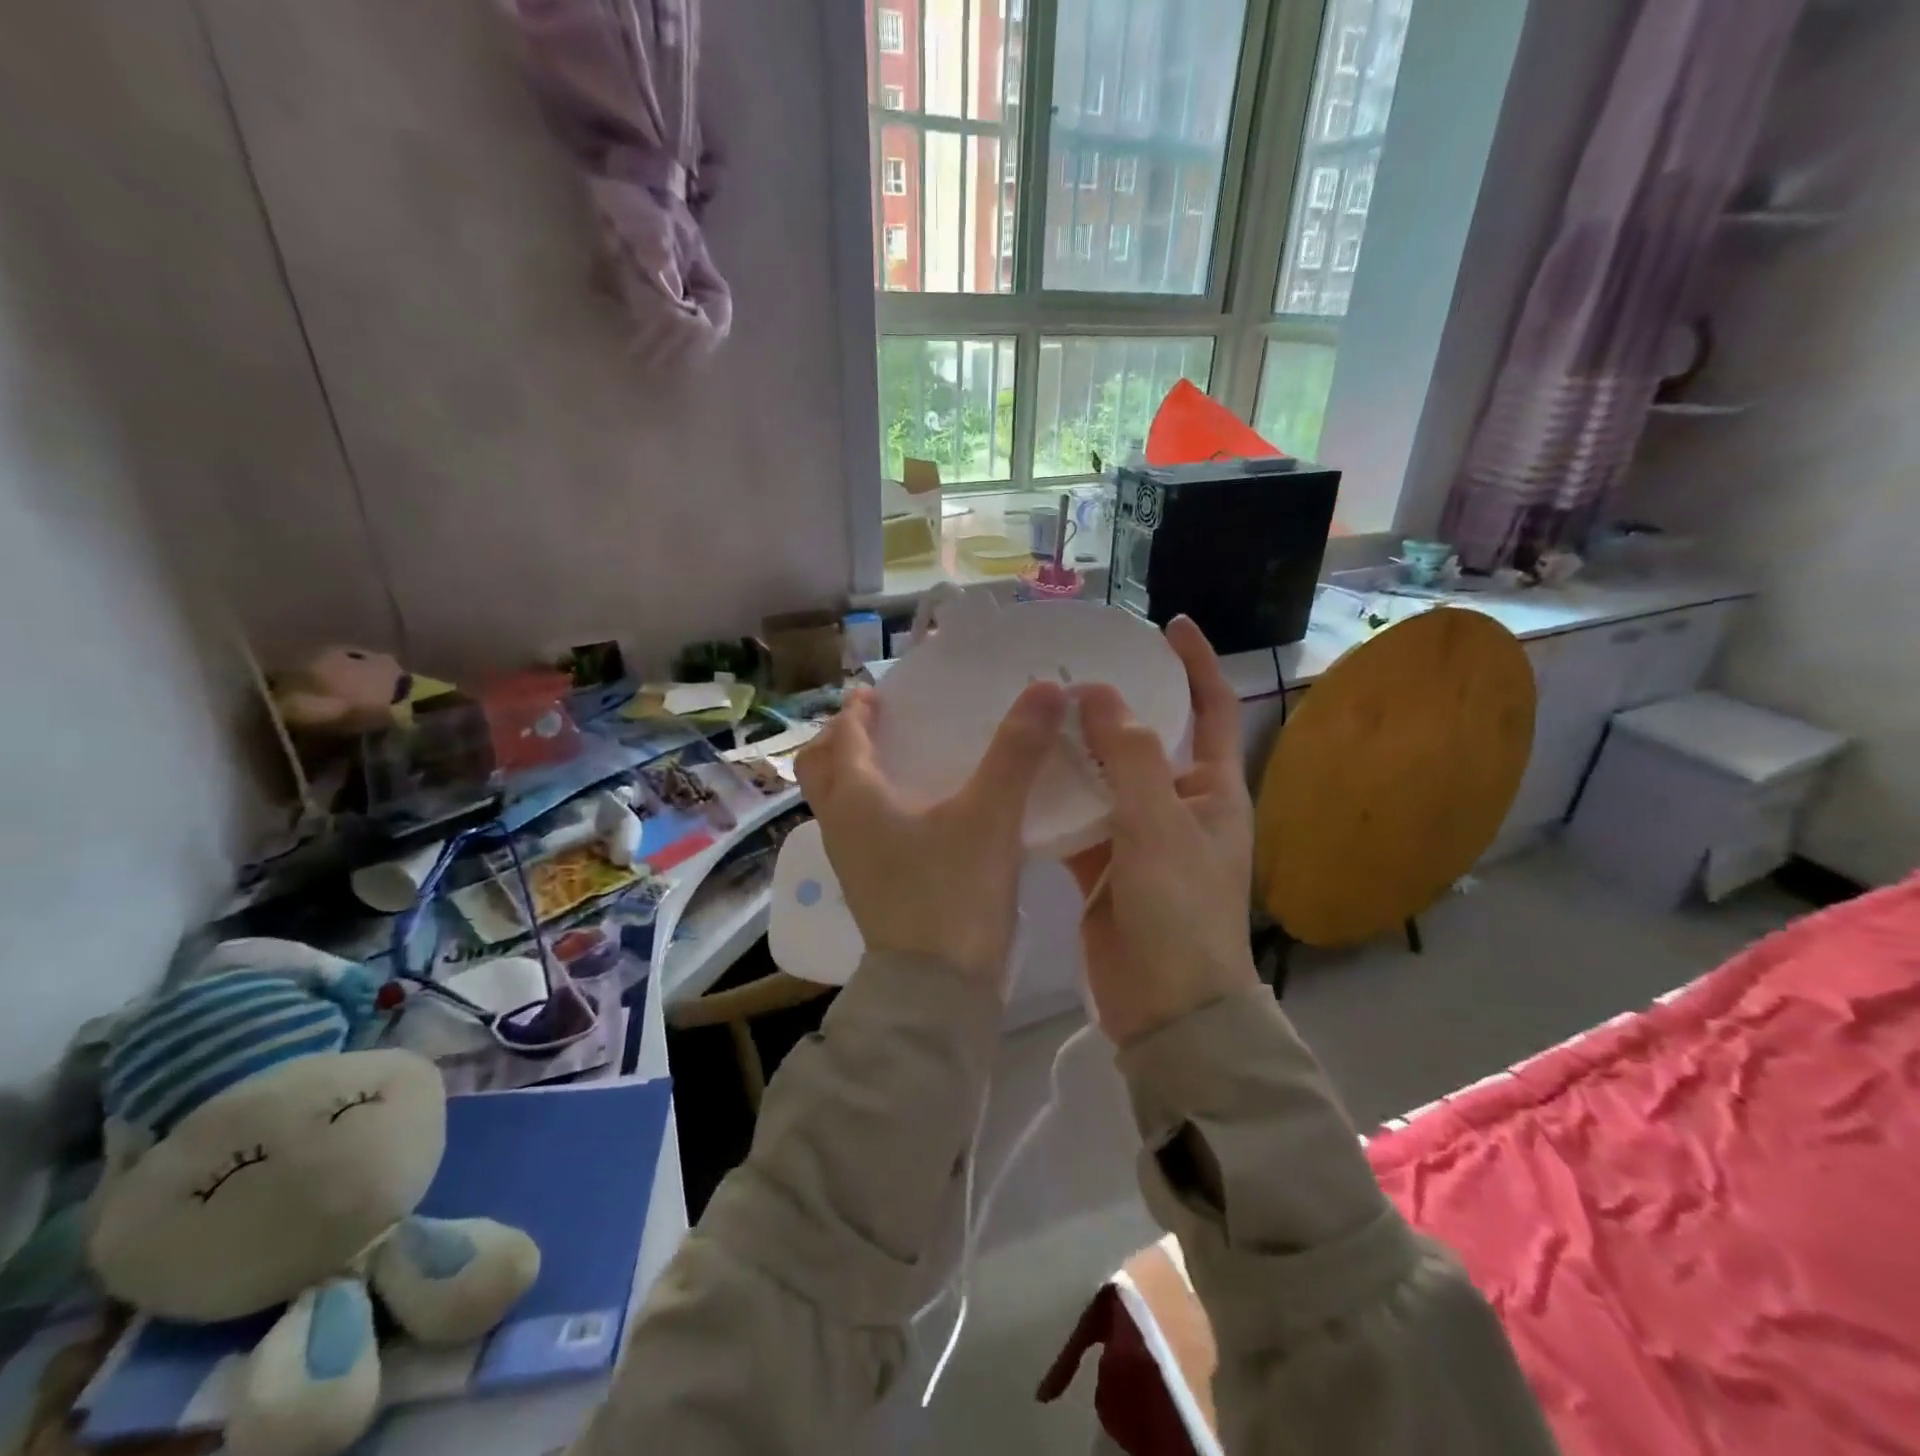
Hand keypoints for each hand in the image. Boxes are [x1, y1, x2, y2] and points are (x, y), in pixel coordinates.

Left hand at [794, 680, 1068, 988]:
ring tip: (899, 763)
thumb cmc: (953, 892)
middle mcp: (841, 826)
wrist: (937, 991)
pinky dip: (873, 809)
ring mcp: (850, 862)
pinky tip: (918, 815)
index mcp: (856, 798)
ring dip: (855, 776)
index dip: (858, 711)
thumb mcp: (991, 815)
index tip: (876, 692)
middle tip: (876, 725)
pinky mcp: (869, 889)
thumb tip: (1047, 688)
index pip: (845, 738)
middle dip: (841, 742)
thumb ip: (1017, 751)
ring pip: (837, 803)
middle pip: (820, 770)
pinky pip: (858, 831)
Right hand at [1066, 617, 1260, 1044]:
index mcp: (1213, 790)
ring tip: (1032, 712)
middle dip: (1113, 705)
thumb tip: (1097, 692)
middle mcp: (1177, 805)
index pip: (1211, 709)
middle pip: (1145, 739)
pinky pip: (1076, 818)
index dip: (1195, 663)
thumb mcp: (1159, 824)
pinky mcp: (1102, 865)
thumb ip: (1130, 755)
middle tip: (1067, 671)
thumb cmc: (1179, 910)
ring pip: (1103, 778)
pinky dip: (1053, 800)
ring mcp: (1138, 836)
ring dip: (1075, 751)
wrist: (1166, 1008)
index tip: (1165, 624)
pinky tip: (1017, 775)